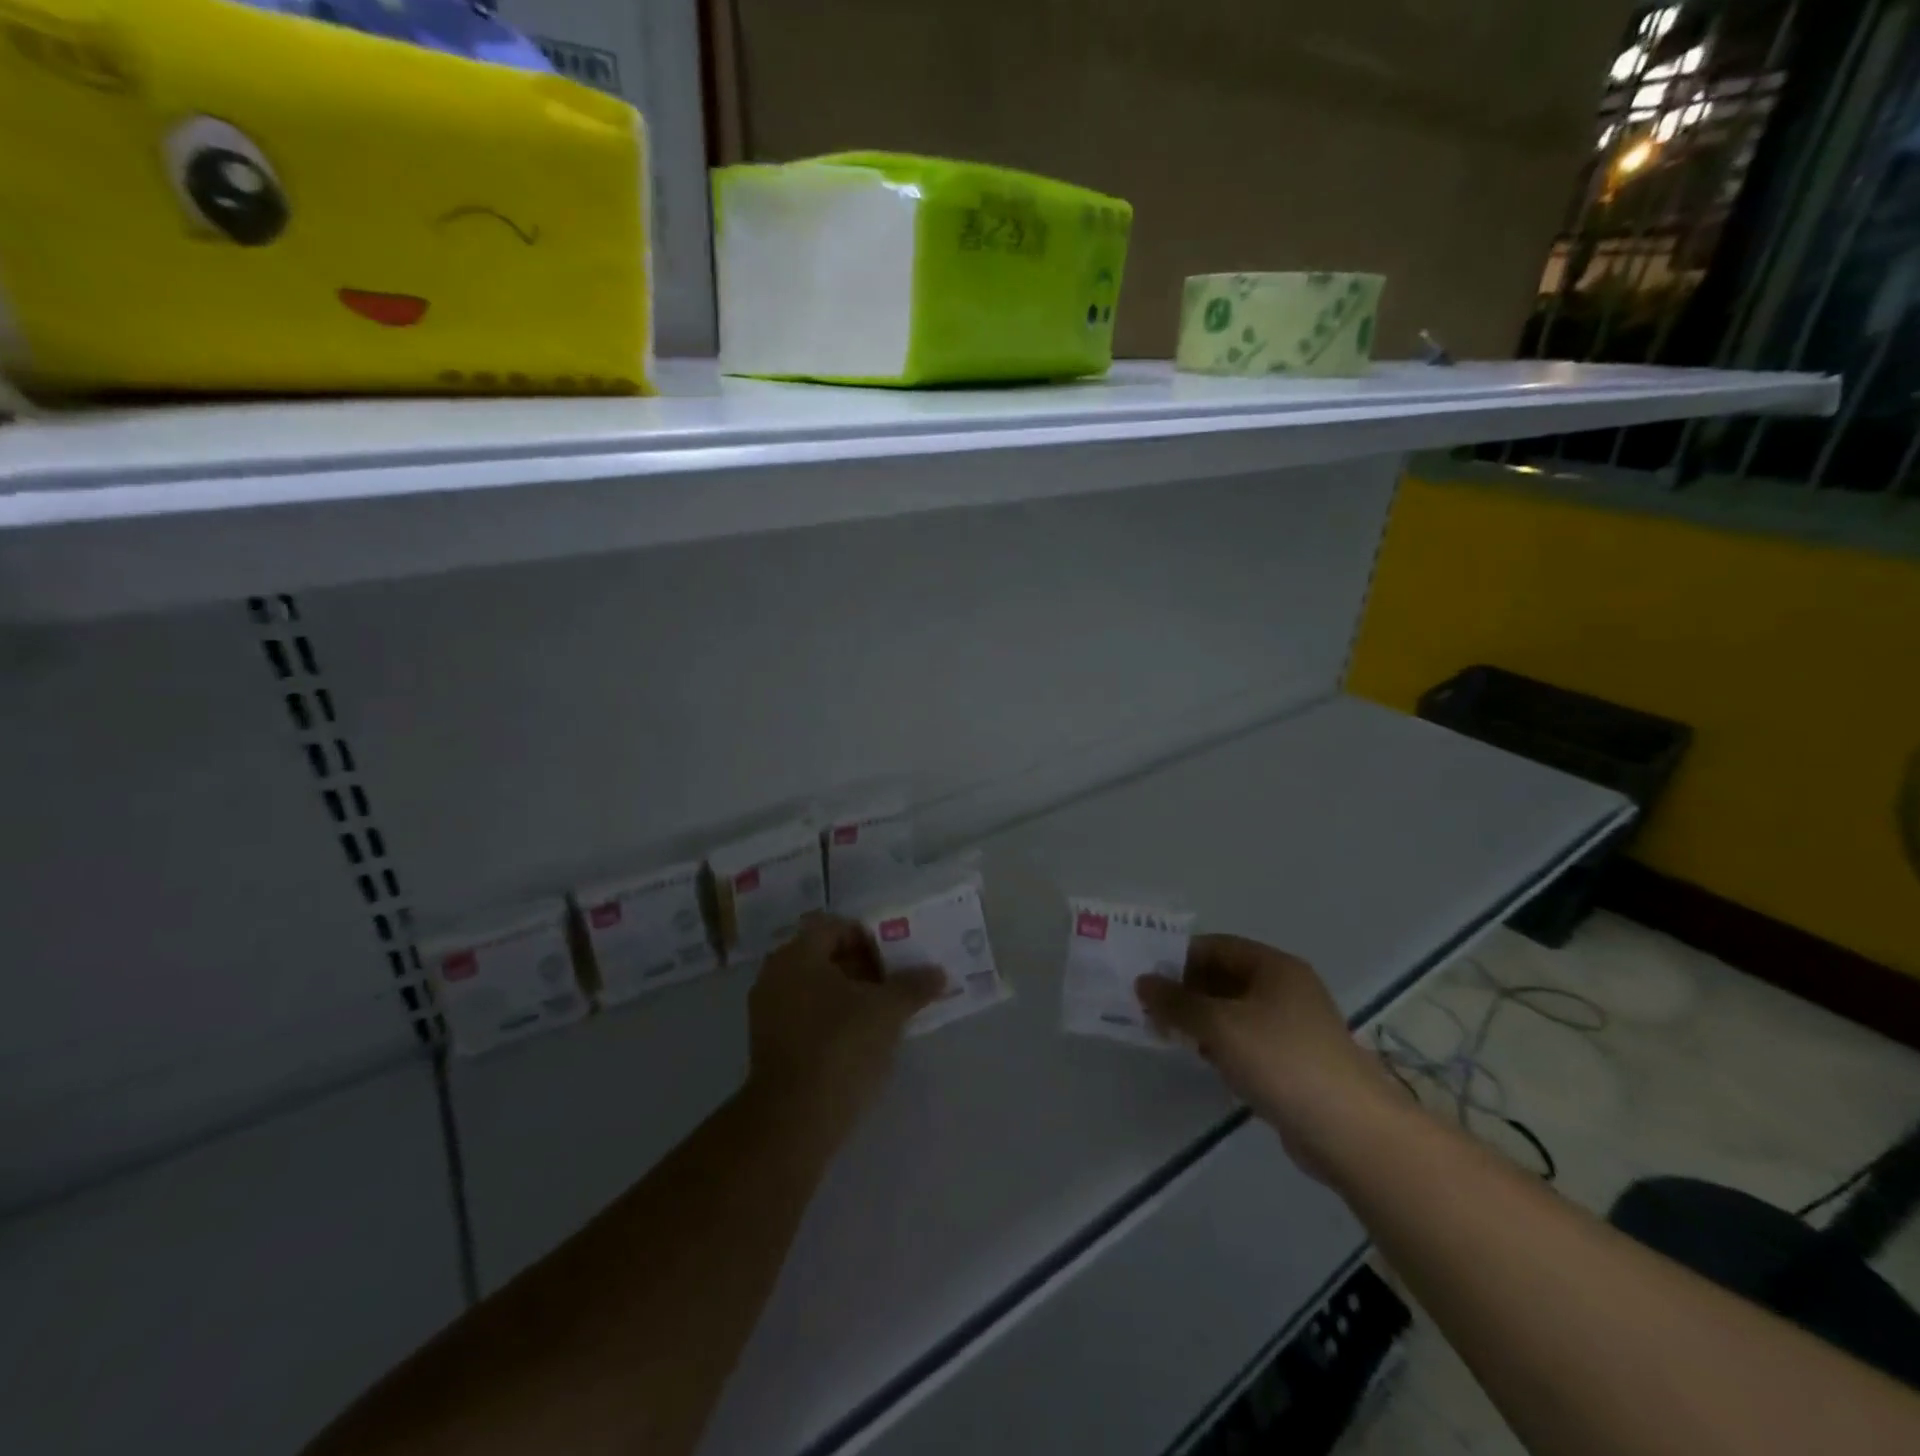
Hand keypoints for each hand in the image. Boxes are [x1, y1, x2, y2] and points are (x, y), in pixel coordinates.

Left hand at [747, 914, 943, 1136]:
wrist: (794, 1119)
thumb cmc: (841, 1046)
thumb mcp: (887, 1011)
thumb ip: (914, 985)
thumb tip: (938, 973)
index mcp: (797, 954)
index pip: (836, 927)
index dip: (870, 938)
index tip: (896, 960)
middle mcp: (776, 975)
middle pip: (825, 956)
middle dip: (863, 967)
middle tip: (895, 984)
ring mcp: (768, 1011)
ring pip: (817, 988)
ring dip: (851, 994)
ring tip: (884, 1013)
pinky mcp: (770, 1044)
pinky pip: (807, 1015)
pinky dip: (833, 1018)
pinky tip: (861, 1039)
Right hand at [1137, 934, 1399, 1178]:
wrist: (1350, 1131)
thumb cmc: (1281, 1060)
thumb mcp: (1220, 1025)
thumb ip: (1177, 1002)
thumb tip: (1142, 981)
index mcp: (1274, 967)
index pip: (1216, 946)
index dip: (1179, 957)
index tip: (1145, 975)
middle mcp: (1285, 989)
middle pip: (1224, 977)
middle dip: (1186, 990)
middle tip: (1148, 1007)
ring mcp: (1291, 1027)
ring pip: (1233, 1011)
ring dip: (1200, 1019)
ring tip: (1165, 1032)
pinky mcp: (1292, 1062)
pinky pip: (1246, 1041)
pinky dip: (1220, 1044)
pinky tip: (1200, 1059)